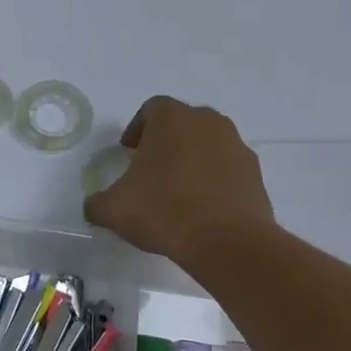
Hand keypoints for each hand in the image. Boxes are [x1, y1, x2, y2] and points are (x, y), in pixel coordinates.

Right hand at [82, 96, 276, 262]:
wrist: (226, 241)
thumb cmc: (163, 210)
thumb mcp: (113, 209)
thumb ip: (97, 202)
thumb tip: (95, 205)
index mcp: (172, 119)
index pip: (151, 109)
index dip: (136, 129)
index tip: (128, 153)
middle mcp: (208, 123)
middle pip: (182, 123)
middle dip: (166, 142)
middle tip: (150, 170)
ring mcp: (237, 147)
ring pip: (208, 145)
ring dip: (192, 160)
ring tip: (177, 192)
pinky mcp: (256, 175)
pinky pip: (227, 169)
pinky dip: (214, 181)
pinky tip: (201, 209)